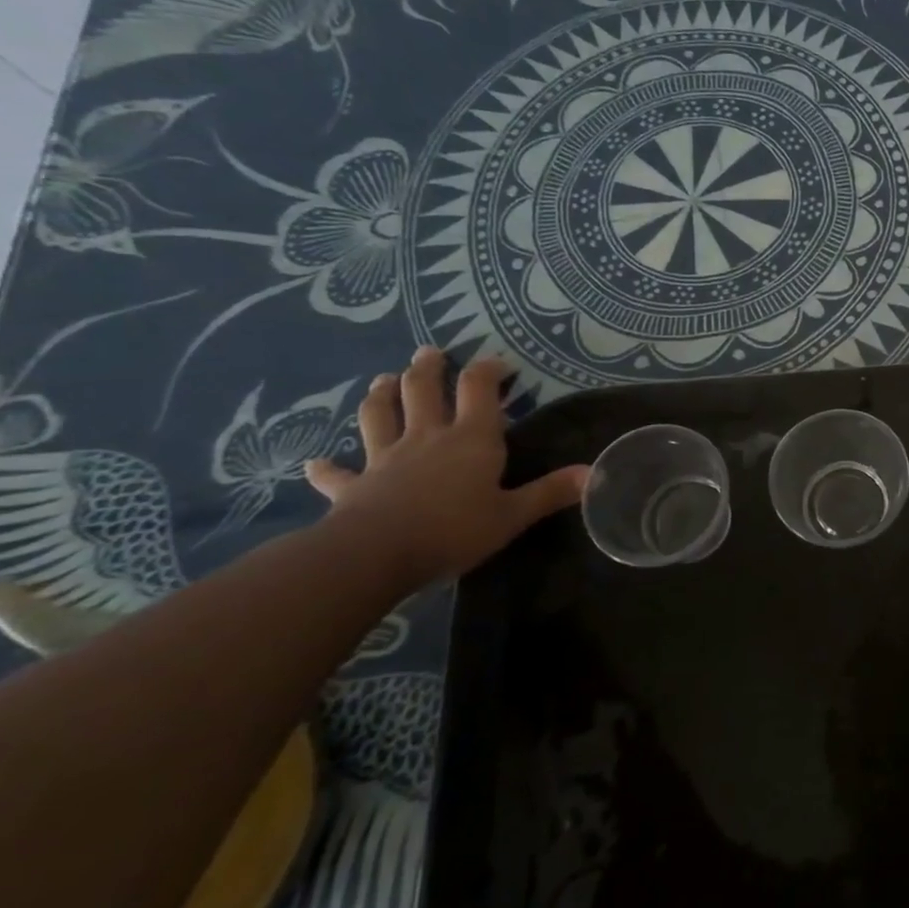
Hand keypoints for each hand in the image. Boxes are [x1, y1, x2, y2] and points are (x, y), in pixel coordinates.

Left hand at [304, 347, 587, 583]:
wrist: (374, 554)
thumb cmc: (453, 530)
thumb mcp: (513, 514)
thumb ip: (550, 492)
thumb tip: (594, 473)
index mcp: (471, 439)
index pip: (480, 389)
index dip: (488, 370)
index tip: (498, 362)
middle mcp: (427, 437)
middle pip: (423, 391)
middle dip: (428, 368)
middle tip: (429, 352)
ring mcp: (385, 458)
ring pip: (379, 416)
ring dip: (380, 396)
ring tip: (382, 380)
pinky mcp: (354, 486)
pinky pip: (336, 474)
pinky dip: (326, 468)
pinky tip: (314, 463)